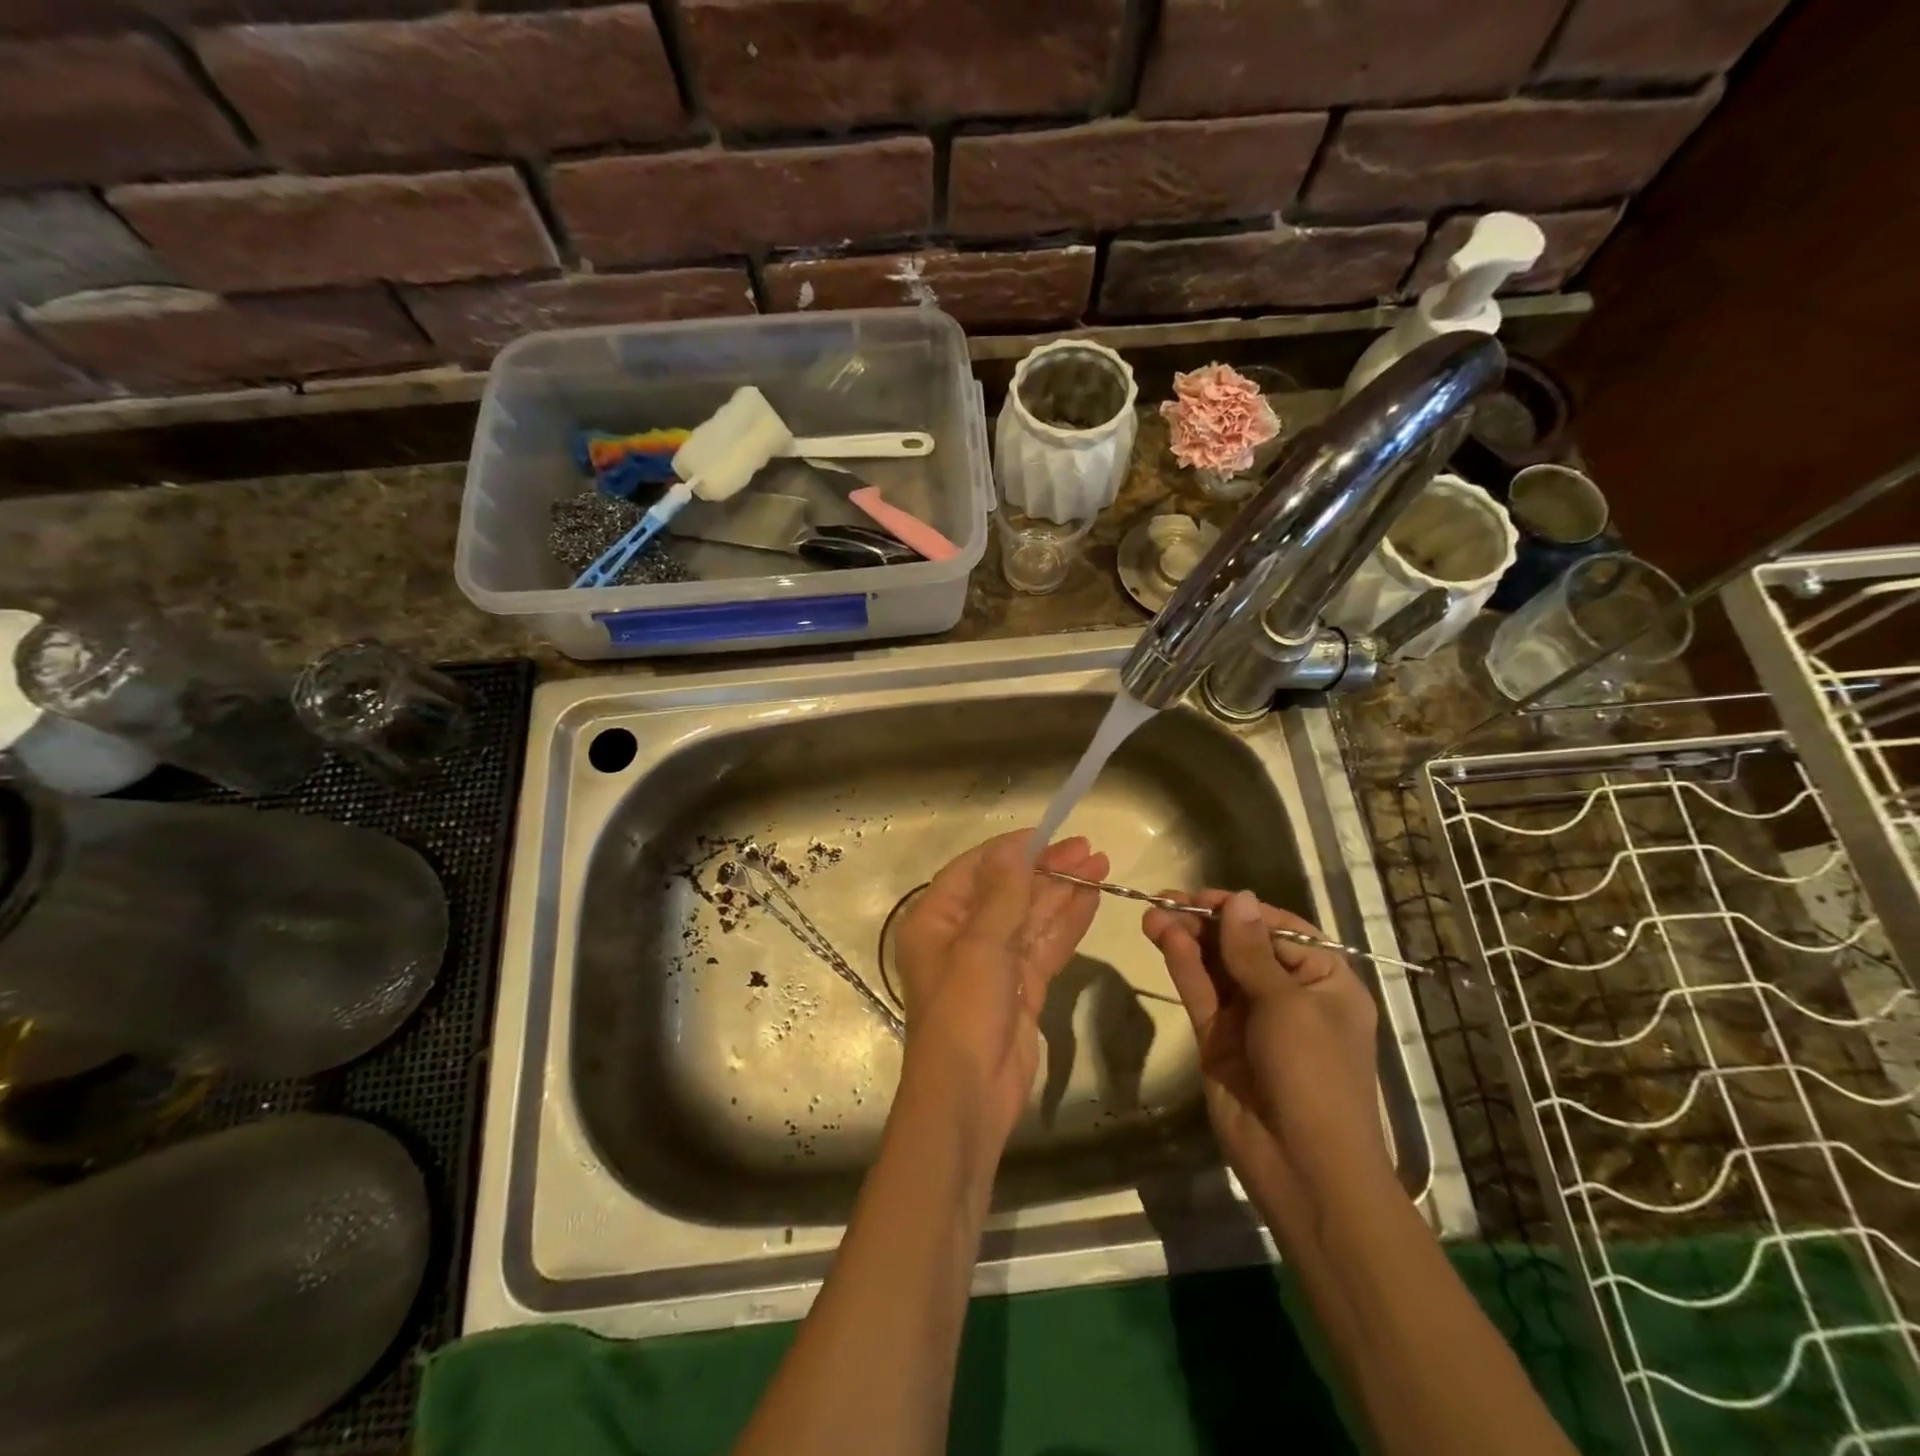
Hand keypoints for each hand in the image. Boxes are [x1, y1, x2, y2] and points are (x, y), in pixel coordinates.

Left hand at [894, 832, 1106, 1150]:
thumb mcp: (980, 945)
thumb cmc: (963, 1012)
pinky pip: (1045, 946)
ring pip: (1031, 917)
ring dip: (1063, 892)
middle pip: (1008, 891)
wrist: (970, 1096)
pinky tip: (1091, 900)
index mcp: (936, 919)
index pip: (975, 869)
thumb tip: (1015, 846)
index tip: (1050, 833)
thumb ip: (1003, 893)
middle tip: (1089, 849)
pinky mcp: (1021, 988)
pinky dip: (1067, 924)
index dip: (1012, 849)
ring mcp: (994, 963)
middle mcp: (962, 936)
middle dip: (1047, 869)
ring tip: (1100, 866)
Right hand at [1144, 890, 1393, 1242]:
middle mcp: (1288, 994)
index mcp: (1324, 982)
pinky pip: (1201, 993)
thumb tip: (1240, 898)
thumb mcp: (1288, 1005)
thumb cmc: (1314, 1074)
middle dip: (1205, 922)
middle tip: (1164, 900)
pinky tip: (1165, 940)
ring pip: (1215, 966)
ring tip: (1153, 914)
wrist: (1303, 1167)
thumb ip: (1252, 951)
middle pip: (1241, 945)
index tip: (1203, 896)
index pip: (1280, 931)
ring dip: (1187, 939)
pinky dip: (1183, 966)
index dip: (1242, 910)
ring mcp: (1250, 1017)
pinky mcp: (1218, 1038)